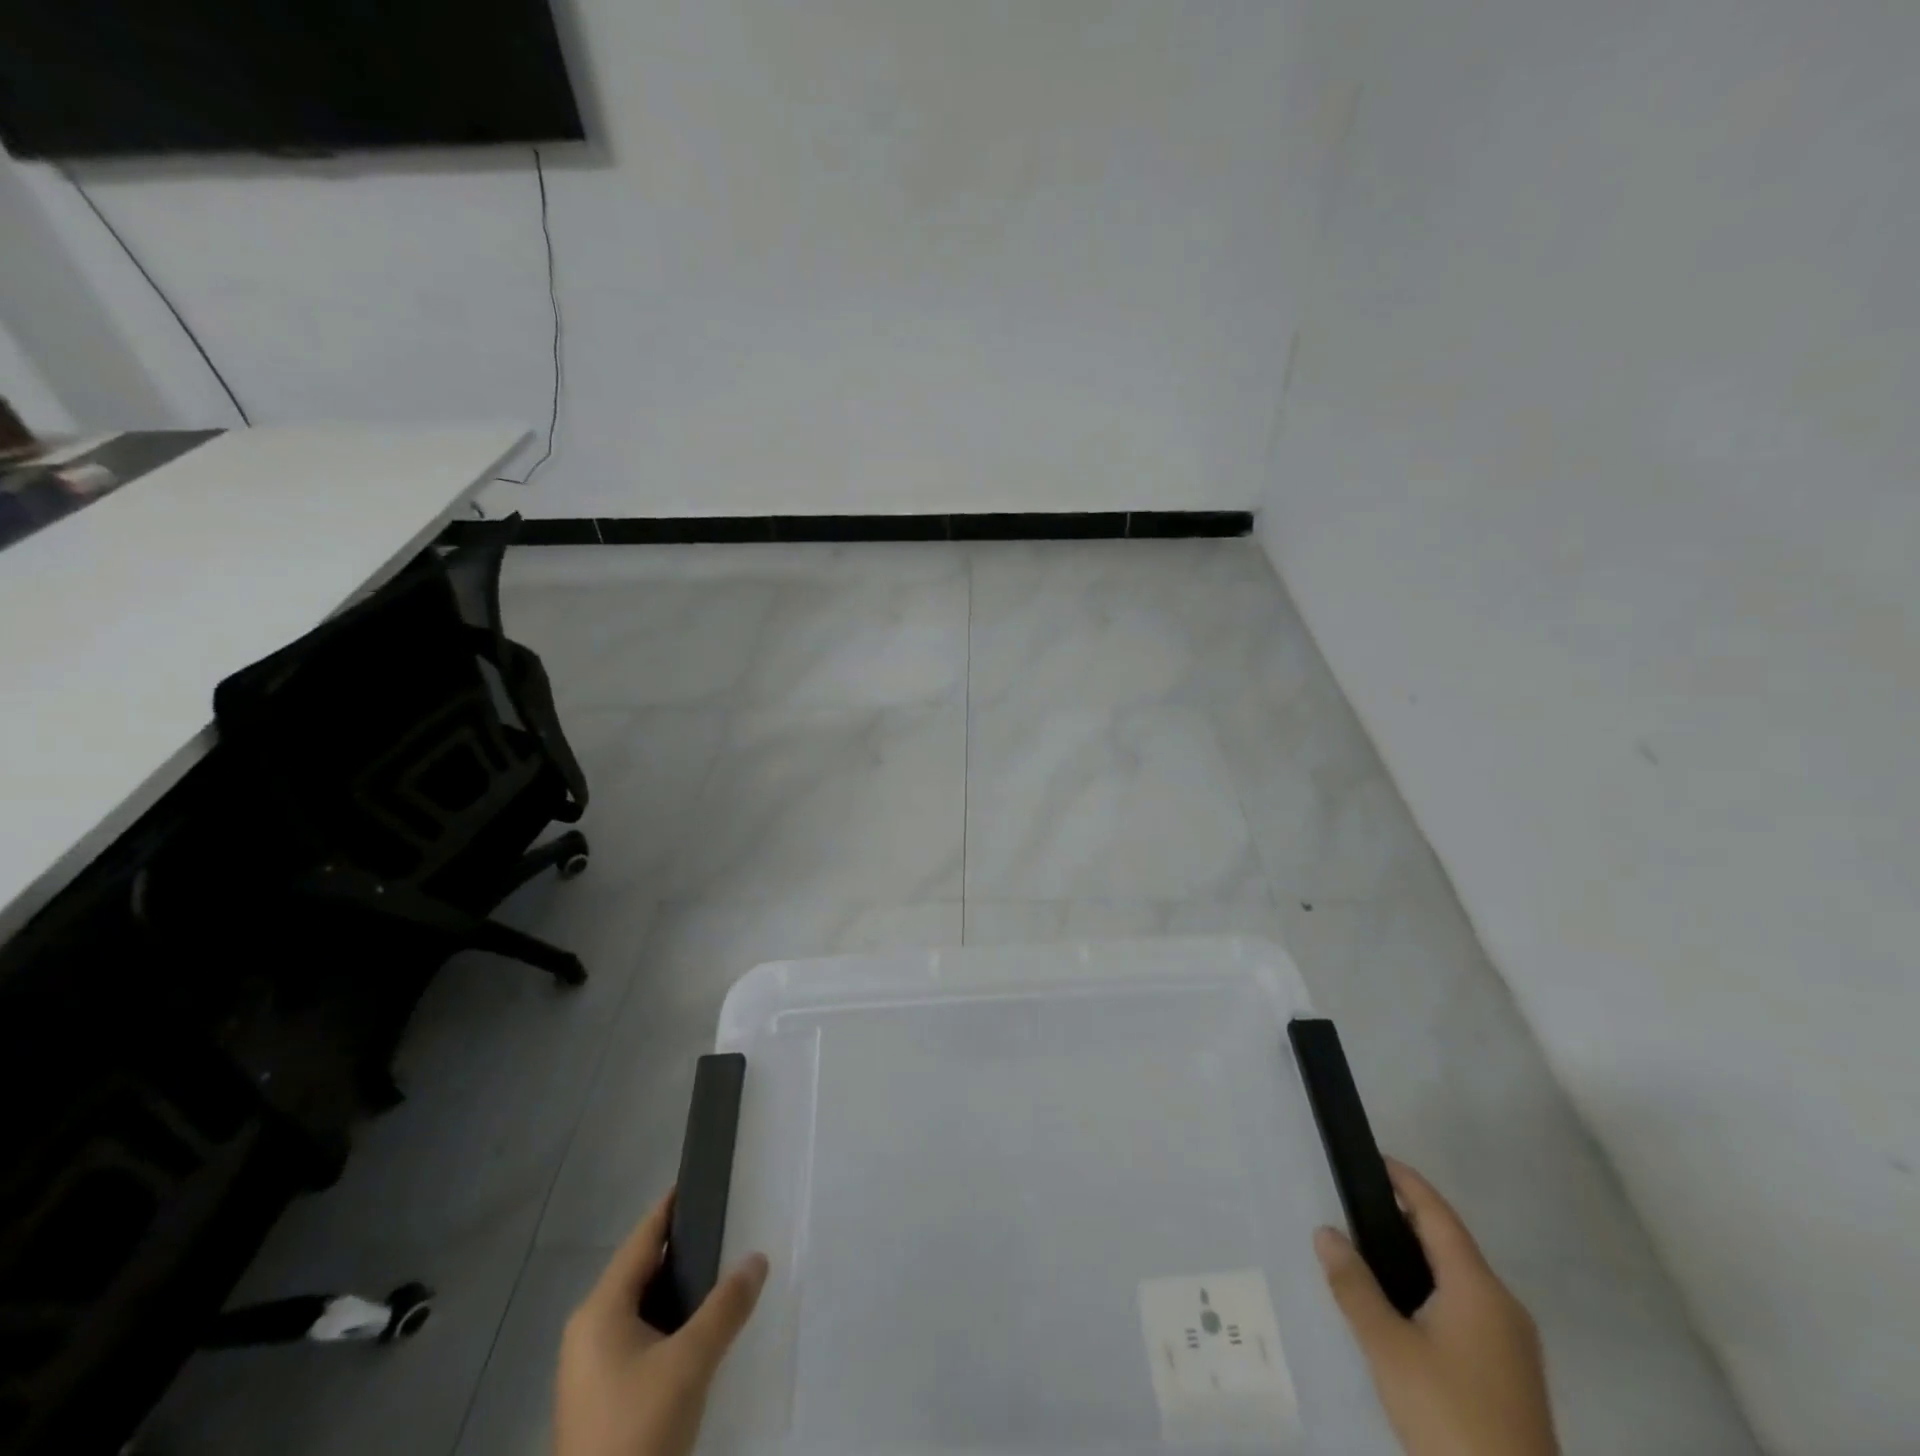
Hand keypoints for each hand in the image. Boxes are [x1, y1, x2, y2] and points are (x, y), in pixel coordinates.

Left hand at [556, 1191, 769, 1455]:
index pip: (641, 1239)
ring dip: (677, 1290)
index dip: (671, 1208)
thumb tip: (757, 1257)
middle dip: (681, 1250)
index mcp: (600, 1310)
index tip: (699, 1179)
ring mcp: (590, 1367)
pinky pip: (638, 1337)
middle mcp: (588, 1330)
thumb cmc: (638, 1428)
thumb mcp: (690, 1362)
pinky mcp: (600, 1396)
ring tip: (721, 1272)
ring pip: (640, 1307)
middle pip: (640, 1271)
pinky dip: (668, 1322)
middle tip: (726, 1227)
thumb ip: (726, 1306)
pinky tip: (698, 1329)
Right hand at [1315, 1159, 1557, 1455]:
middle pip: (1451, 1244)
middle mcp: (1503, 1307)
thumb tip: (1326, 1232)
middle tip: (1359, 1203)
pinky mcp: (1511, 1375)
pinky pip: (1467, 1308)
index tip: (1375, 1158)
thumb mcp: (1388, 1348)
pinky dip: (1432, 1288)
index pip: (1438, 1215)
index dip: (1407, 1182)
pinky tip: (1403, 1306)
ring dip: (1419, 1256)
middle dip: (1407, 1218)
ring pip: (1460, 1279)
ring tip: (1371, 1249)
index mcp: (1479, 1288)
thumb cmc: (1449, 1413)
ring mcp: (1513, 1345)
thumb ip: (1354, 1286)